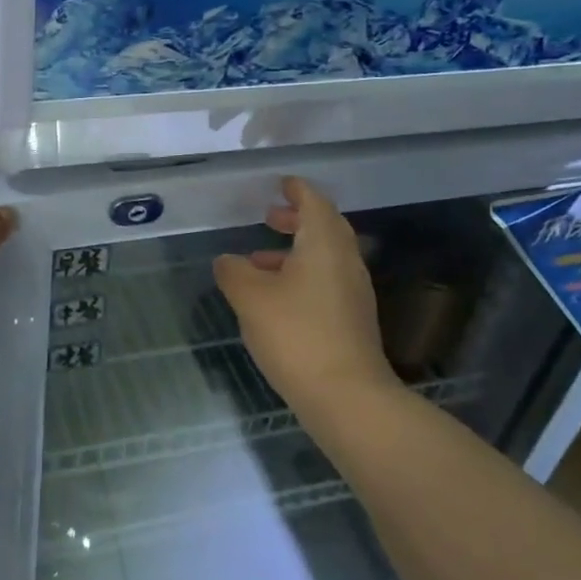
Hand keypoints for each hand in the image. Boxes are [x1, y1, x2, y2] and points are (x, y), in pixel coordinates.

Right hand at [213, 177, 395, 411]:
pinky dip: (302, 275)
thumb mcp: (250, 297)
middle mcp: (345, 261)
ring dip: (295, 250)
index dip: (297, 190)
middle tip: (268, 216)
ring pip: (324, 257)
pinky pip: (326, 281)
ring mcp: (353, 292)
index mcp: (324, 244)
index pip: (314, 202)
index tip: (281, 183)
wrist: (346, 396)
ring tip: (259, 260)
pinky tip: (276, 297)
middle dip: (296, 219)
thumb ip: (233, 271)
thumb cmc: (296, 334)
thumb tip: (227, 261)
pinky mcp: (352, 319)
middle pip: (324, 228)